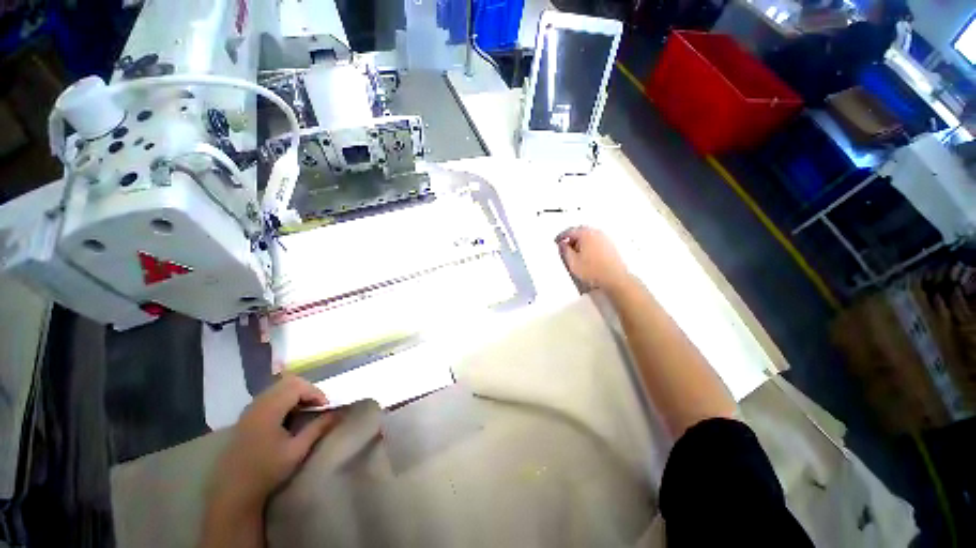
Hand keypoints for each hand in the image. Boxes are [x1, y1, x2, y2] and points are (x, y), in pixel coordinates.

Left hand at [208, 375, 339, 513]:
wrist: (233, 492)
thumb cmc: (267, 471)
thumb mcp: (297, 450)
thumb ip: (318, 427)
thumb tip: (338, 413)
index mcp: (269, 410)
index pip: (298, 386)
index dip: (316, 393)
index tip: (326, 408)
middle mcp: (258, 404)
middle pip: (288, 382)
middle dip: (307, 390)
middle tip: (318, 406)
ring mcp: (250, 410)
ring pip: (278, 388)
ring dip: (296, 394)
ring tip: (306, 411)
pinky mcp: (246, 417)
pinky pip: (269, 397)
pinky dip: (284, 399)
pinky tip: (288, 417)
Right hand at [557, 226, 630, 291]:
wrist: (614, 278)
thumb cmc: (595, 271)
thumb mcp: (572, 262)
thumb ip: (564, 251)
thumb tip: (562, 245)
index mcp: (586, 234)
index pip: (570, 231)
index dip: (561, 237)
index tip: (557, 241)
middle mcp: (597, 233)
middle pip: (580, 231)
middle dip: (571, 238)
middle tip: (565, 246)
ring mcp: (605, 238)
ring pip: (589, 236)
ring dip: (580, 242)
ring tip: (575, 253)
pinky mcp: (610, 246)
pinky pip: (596, 241)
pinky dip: (589, 245)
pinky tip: (586, 255)